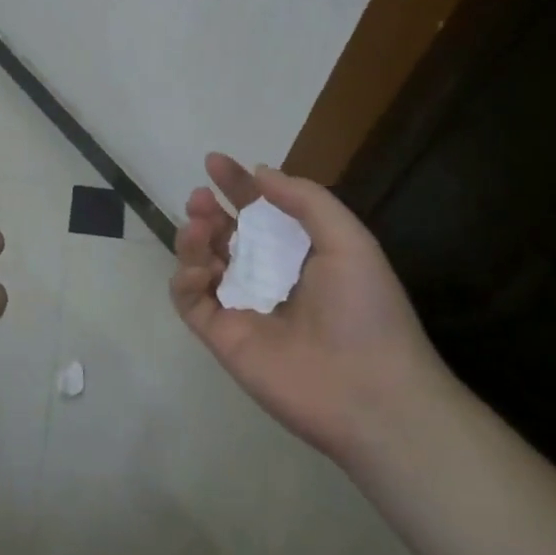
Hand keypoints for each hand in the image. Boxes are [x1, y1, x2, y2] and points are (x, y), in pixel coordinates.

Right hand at [170, 153, 447, 465]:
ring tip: (198, 227)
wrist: (371, 393)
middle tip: (199, 198)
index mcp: (298, 254)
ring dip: (192, 238)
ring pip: (200, 262)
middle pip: (223, 234)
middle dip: (207, 211)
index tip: (215, 161)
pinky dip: (185, 279)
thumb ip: (306, 201)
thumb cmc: (366, 310)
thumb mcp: (349, 241)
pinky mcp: (221, 336)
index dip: (237, 185)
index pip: (258, 212)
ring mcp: (241, 307)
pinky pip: (189, 300)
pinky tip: (201, 269)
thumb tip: (260, 172)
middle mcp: (266, 276)